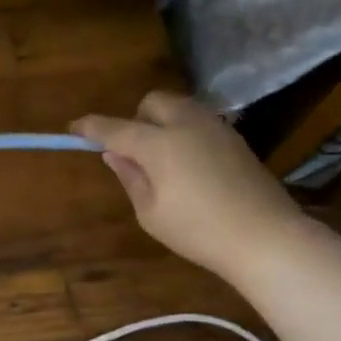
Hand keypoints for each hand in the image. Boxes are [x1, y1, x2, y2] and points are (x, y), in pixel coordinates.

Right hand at [73, 92, 309, 281]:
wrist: (266, 238)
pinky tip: (188, 164)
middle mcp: (186, 124)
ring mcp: (215, 128)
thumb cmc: (198, 231)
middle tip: (132, 152)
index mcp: (158, 143)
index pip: (114, 128)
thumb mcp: (150, 212)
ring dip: (161, 122)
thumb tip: (114, 154)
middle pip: (152, 103)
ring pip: (179, 107)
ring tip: (161, 158)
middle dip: (135, 118)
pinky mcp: (235, 138)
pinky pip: (199, 121)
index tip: (73, 129)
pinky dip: (184, 131)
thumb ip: (130, 177)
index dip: (90, 127)